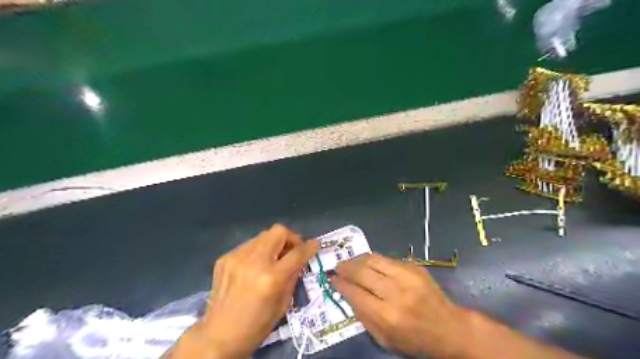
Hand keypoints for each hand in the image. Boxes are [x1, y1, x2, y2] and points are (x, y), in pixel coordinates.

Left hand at [167, 225, 317, 358]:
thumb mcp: (283, 304)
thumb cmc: (256, 325)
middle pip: (278, 231)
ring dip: (273, 244)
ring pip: (263, 235)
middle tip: (291, 251)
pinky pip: (249, 245)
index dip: (309, 247)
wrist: (218, 335)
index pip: (296, 253)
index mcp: (271, 278)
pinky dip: (258, 251)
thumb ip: (293, 276)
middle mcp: (254, 261)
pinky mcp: (225, 258)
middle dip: (290, 238)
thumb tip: (301, 258)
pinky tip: (254, 266)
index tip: (314, 244)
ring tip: (272, 259)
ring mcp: (237, 257)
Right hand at [333, 253, 468, 357]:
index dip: (340, 284)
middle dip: (345, 267)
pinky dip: (374, 260)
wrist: (448, 327)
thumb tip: (347, 293)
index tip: (332, 279)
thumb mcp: (384, 339)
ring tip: (350, 262)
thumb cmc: (414, 339)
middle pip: (362, 272)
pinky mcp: (414, 267)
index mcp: (387, 315)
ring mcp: (406, 276)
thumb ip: (363, 316)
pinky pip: (387, 259)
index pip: (355, 293)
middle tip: (337, 267)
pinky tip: (369, 263)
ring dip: (357, 259)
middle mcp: (395, 292)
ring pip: (373, 259)